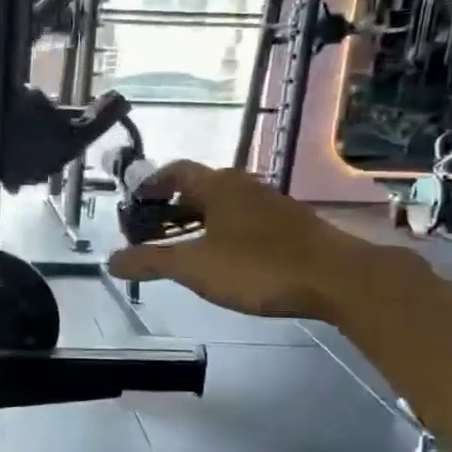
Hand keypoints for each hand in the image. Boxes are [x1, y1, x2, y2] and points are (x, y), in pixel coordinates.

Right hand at [107, 161, 367, 320]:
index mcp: (218, 186)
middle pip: (199, 188)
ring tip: (181, 247)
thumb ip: (150, 262)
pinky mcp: (291, 227)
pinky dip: (223, 233)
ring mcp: (272, 206)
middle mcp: (244, 187)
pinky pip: (244, 221)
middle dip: (171, 207)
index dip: (151, 184)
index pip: (175, 171)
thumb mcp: (195, 267)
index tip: (133, 201)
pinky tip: (222, 259)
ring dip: (198, 221)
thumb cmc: (259, 266)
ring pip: (224, 206)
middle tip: (150, 230)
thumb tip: (110, 261)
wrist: (341, 279)